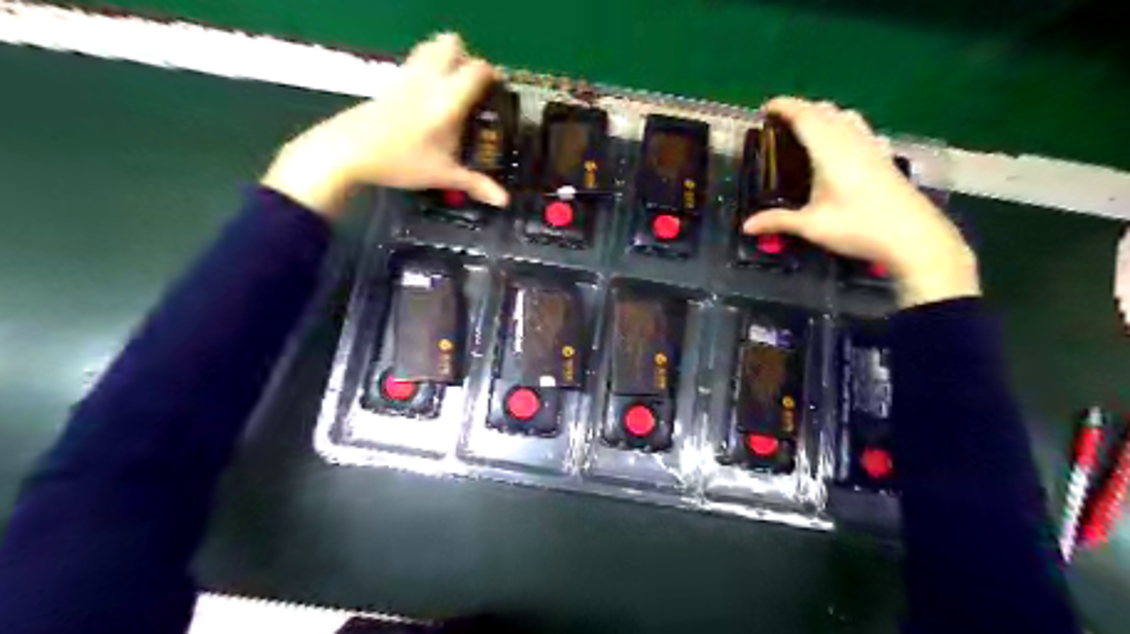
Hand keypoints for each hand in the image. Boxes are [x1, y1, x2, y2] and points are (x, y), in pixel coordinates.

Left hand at [259, 33, 506, 218]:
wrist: (349, 151)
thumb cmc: (402, 161)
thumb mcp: (443, 175)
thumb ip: (476, 184)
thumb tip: (504, 201)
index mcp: (448, 99)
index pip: (477, 70)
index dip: (493, 75)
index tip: (499, 90)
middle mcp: (429, 79)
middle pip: (452, 44)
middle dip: (467, 57)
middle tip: (474, 86)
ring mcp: (407, 77)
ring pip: (430, 48)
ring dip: (445, 58)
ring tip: (452, 89)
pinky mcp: (390, 83)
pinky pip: (415, 62)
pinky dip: (427, 69)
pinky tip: (428, 99)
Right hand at [748, 95, 974, 307]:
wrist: (912, 236)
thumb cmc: (858, 227)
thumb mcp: (812, 226)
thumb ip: (778, 221)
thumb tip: (746, 227)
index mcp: (830, 151)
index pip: (805, 116)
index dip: (785, 106)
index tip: (766, 107)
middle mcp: (851, 141)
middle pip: (825, 111)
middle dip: (801, 109)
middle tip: (780, 122)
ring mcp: (871, 147)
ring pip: (846, 117)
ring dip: (824, 115)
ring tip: (807, 128)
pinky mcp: (883, 157)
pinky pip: (860, 130)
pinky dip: (843, 127)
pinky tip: (843, 142)